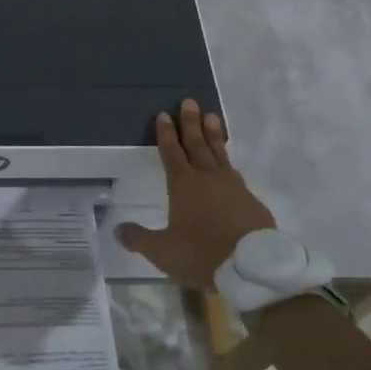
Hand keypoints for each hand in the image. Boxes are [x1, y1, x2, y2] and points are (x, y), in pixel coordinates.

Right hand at [116, 99, 274, 287]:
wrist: (253, 268)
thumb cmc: (203, 255)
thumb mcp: (163, 252)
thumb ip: (139, 239)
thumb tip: (117, 229)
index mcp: (184, 185)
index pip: (172, 152)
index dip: (166, 133)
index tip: (164, 114)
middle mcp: (208, 178)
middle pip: (197, 144)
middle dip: (191, 122)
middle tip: (189, 101)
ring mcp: (233, 186)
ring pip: (220, 153)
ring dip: (213, 135)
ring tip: (212, 117)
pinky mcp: (251, 200)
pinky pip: (236, 174)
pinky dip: (229, 164)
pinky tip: (230, 166)